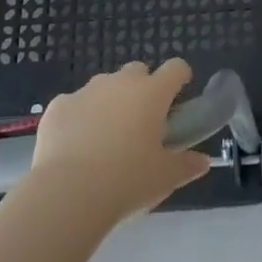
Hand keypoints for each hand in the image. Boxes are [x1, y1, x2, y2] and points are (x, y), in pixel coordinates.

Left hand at [29, 59, 209, 220]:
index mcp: (152, 93)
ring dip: (109, 102)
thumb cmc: (127, 181)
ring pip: (104, 86)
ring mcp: (87, 91)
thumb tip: (203, 161)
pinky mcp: (59, 106)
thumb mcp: (165, 178)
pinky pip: (74, 105)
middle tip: (141, 124)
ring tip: (105, 139)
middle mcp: (121, 83)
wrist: (68, 193)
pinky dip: (78, 118)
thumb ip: (186, 165)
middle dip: (142, 89)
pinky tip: (74, 147)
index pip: (175, 68)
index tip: (179, 95)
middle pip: (138, 71)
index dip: (179, 78)